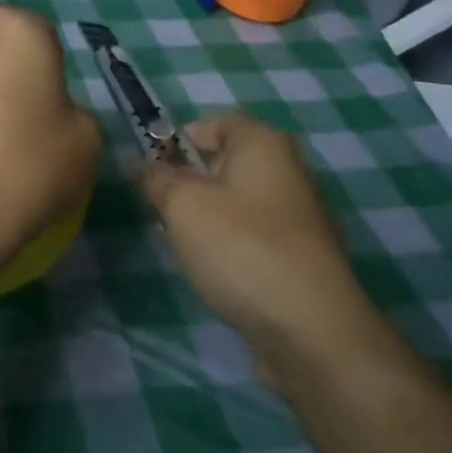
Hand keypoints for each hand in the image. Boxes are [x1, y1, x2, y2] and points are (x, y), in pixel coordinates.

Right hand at [139, 113, 384, 385]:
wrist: (311, 330)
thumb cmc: (240, 246)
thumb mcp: (181, 203)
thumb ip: (155, 177)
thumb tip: (140, 164)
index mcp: (264, 143)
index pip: (215, 122)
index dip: (179, 139)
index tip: (154, 169)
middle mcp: (289, 170)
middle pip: (226, 163)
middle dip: (190, 182)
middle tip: (162, 208)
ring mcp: (301, 217)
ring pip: (238, 202)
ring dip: (208, 218)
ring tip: (184, 244)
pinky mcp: (304, 258)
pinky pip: (256, 236)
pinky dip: (232, 247)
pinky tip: (216, 272)